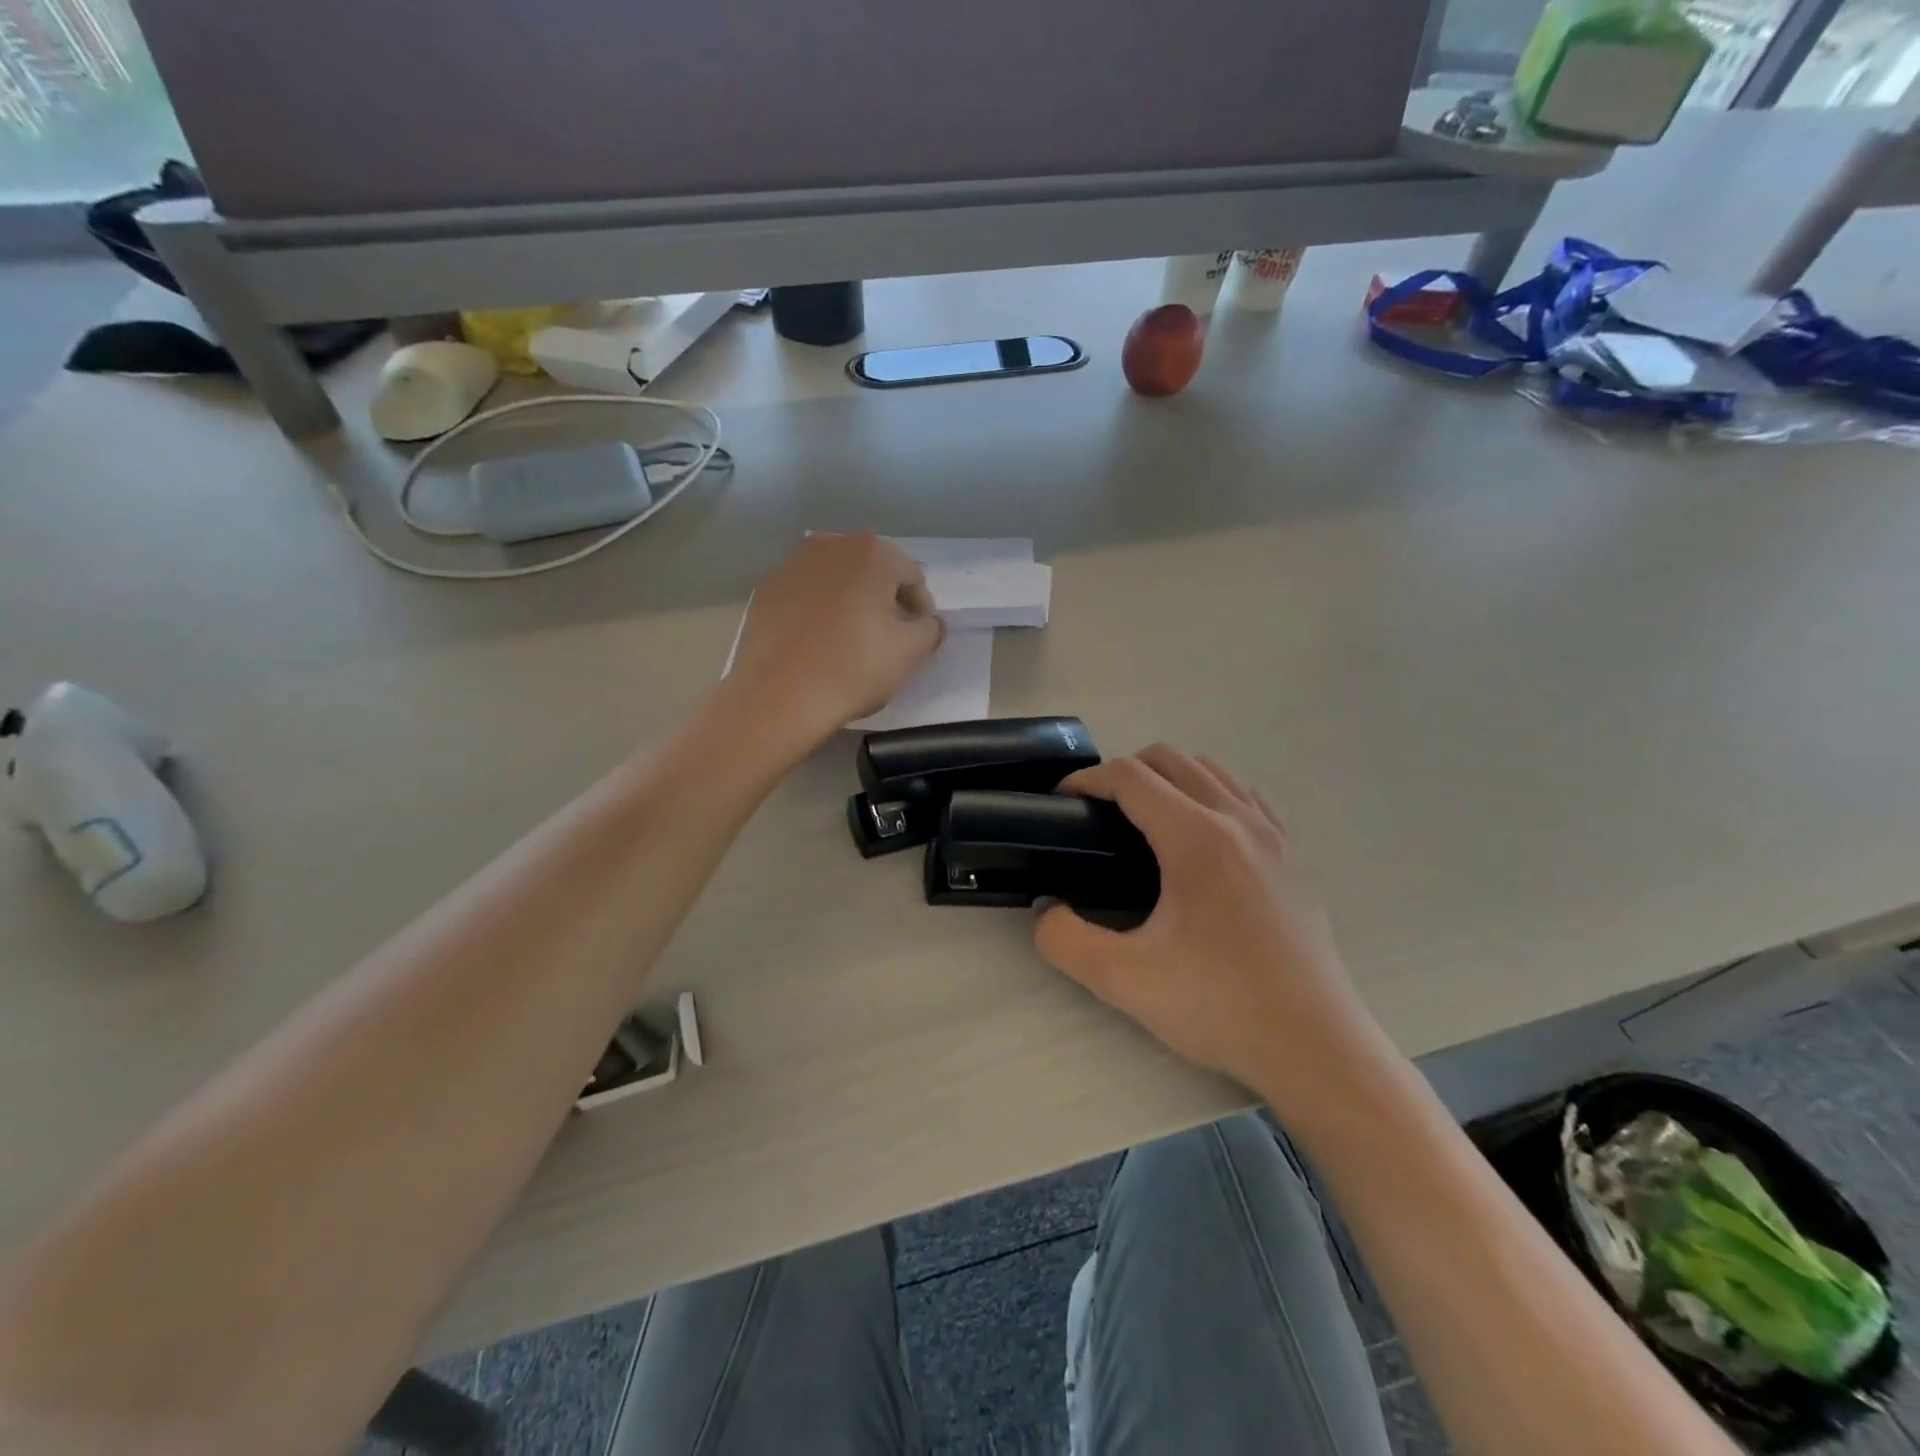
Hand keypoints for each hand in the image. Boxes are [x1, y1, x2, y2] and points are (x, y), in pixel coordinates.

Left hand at [729, 533, 943, 743]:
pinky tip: (817, 643)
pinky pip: (805, 596)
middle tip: (888, 639)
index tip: (919, 639)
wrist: (780, 695)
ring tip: (851, 641)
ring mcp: (792, 565)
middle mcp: (831, 546)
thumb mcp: (911, 652)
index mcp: (872, 552)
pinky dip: (817, 612)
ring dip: (850, 603)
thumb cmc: (855, 667)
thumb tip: (928, 622)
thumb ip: (930, 629)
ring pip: (836, 581)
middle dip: (884, 601)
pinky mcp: (765, 590)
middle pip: (872, 572)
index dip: (921, 610)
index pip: (912, 577)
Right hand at [1034, 746, 1380, 1101]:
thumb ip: (1064, 940)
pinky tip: (1204, 836)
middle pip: (1172, 759)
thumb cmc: (1220, 1007)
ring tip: (1146, 820)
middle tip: (1098, 813)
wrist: (1315, 1047)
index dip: (1088, 779)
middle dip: (1125, 771)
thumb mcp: (1124, 981)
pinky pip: (1247, 797)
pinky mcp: (1294, 857)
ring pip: (1213, 771)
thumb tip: (1046, 908)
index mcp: (1196, 838)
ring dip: (1171, 777)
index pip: (1131, 777)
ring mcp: (1274, 835)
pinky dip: (1213, 794)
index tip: (1063, 801)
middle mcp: (1238, 820)